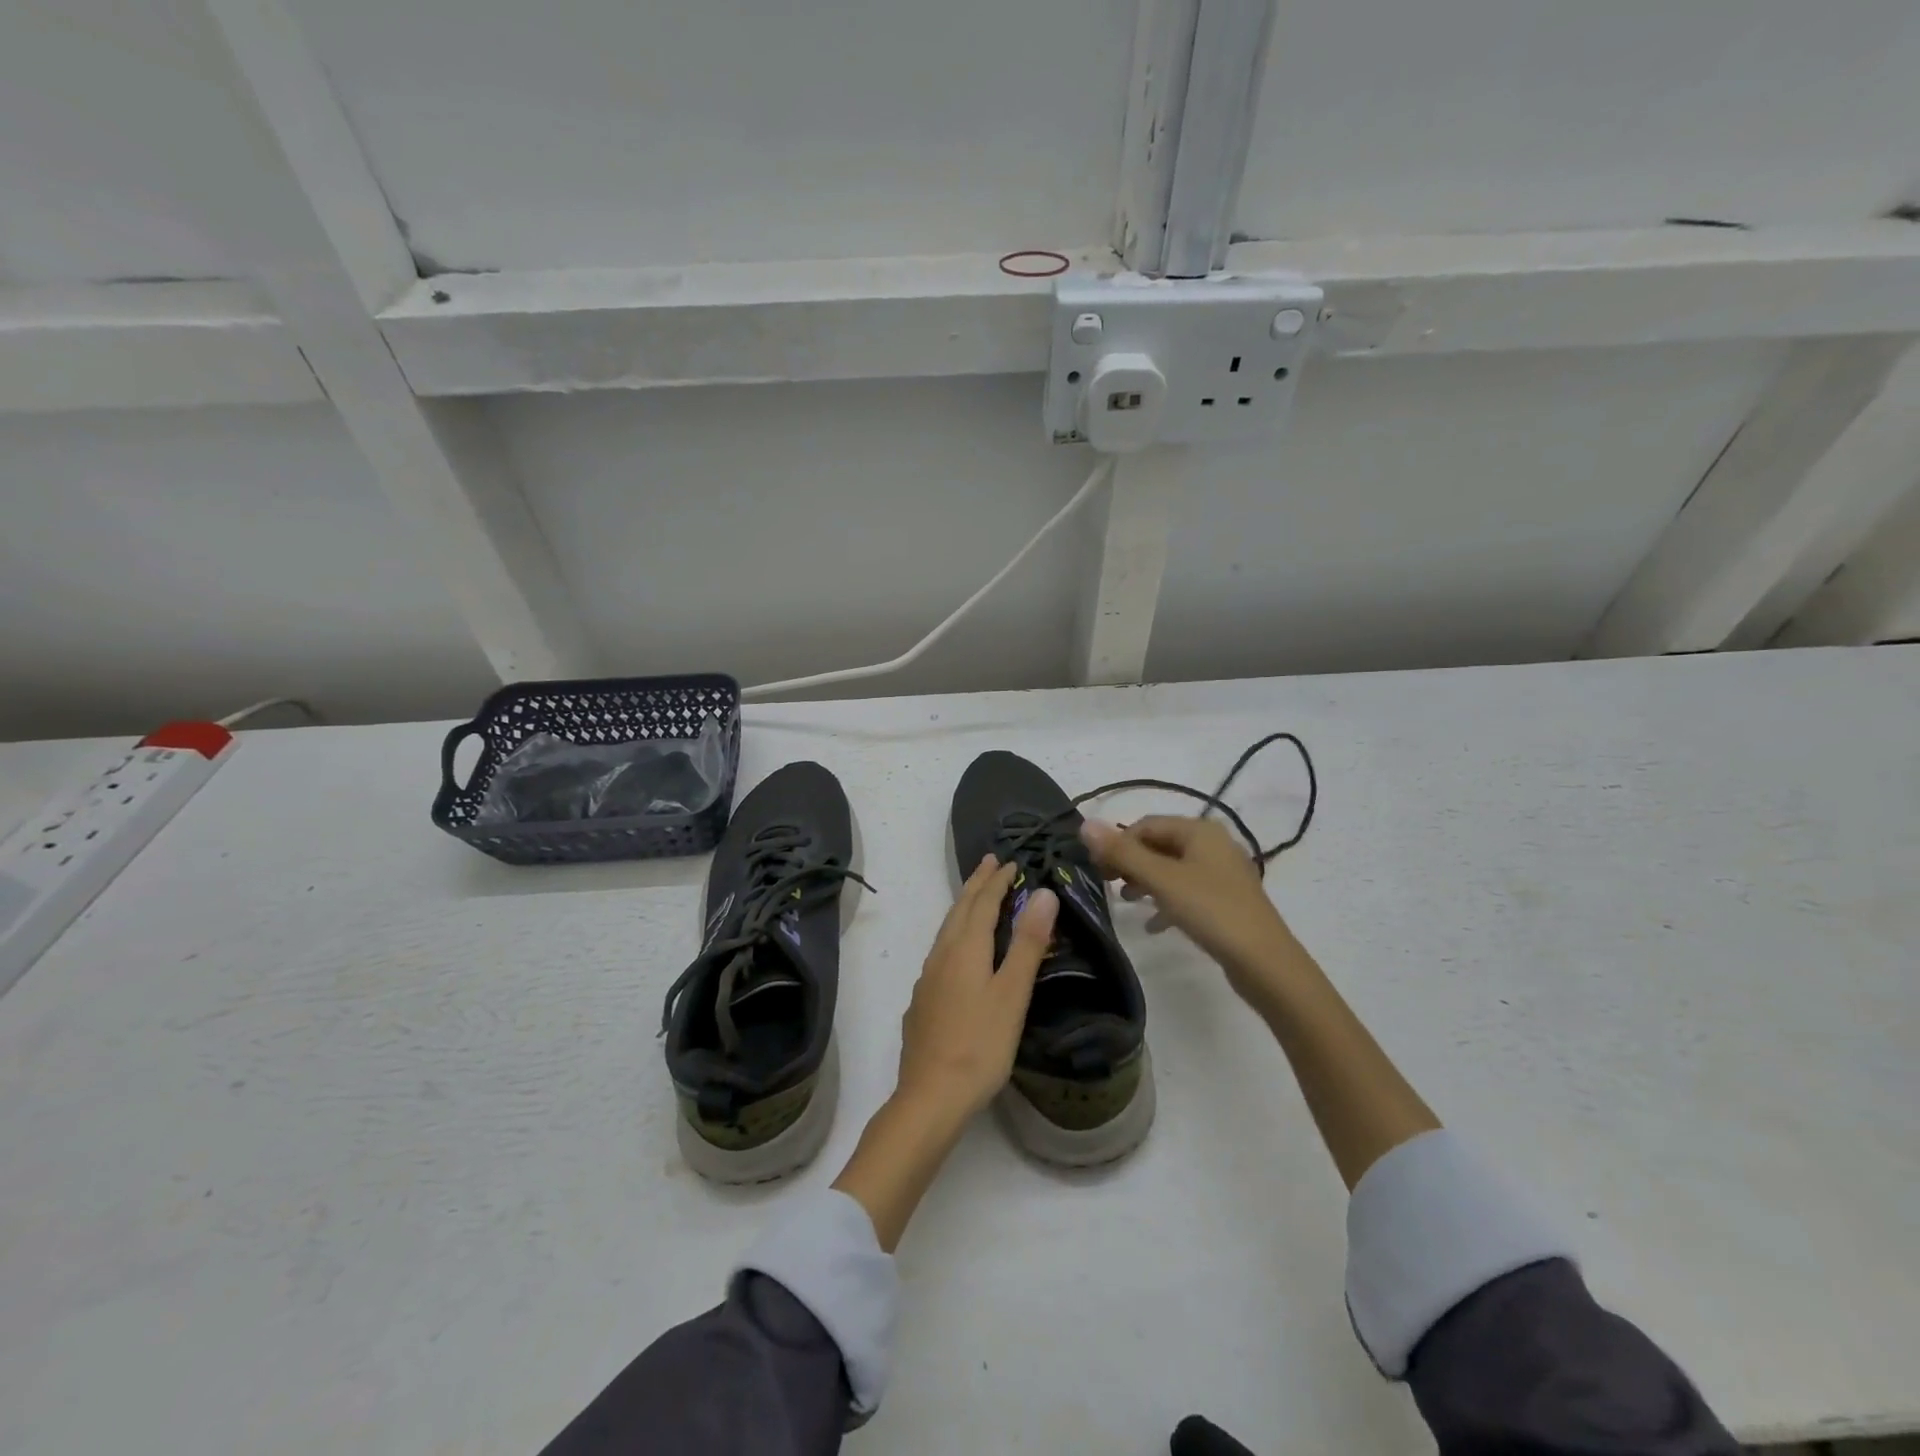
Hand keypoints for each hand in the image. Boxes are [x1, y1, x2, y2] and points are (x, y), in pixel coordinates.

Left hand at [895, 856, 1057, 1117]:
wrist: (930, 1096)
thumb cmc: (980, 1045)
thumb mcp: (1012, 994)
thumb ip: (1027, 944)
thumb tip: (1044, 893)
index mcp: (964, 949)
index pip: (982, 903)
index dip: (997, 881)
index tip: (1011, 861)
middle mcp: (941, 956)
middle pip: (959, 910)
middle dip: (976, 884)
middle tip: (989, 863)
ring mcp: (927, 979)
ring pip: (946, 930)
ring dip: (963, 907)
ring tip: (976, 897)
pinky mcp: (923, 1000)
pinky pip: (941, 951)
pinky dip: (955, 934)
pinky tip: (958, 952)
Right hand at [1079, 816, 1296, 1004]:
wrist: (1265, 962)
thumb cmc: (1211, 911)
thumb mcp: (1161, 880)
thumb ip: (1122, 853)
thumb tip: (1085, 824)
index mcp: (1199, 830)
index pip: (1146, 825)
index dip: (1118, 844)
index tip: (1097, 870)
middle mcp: (1213, 844)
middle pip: (1159, 844)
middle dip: (1131, 862)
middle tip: (1108, 885)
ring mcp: (1222, 873)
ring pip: (1172, 869)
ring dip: (1146, 881)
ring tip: (1127, 902)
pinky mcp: (1226, 900)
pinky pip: (1187, 892)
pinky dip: (1167, 901)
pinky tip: (1154, 925)